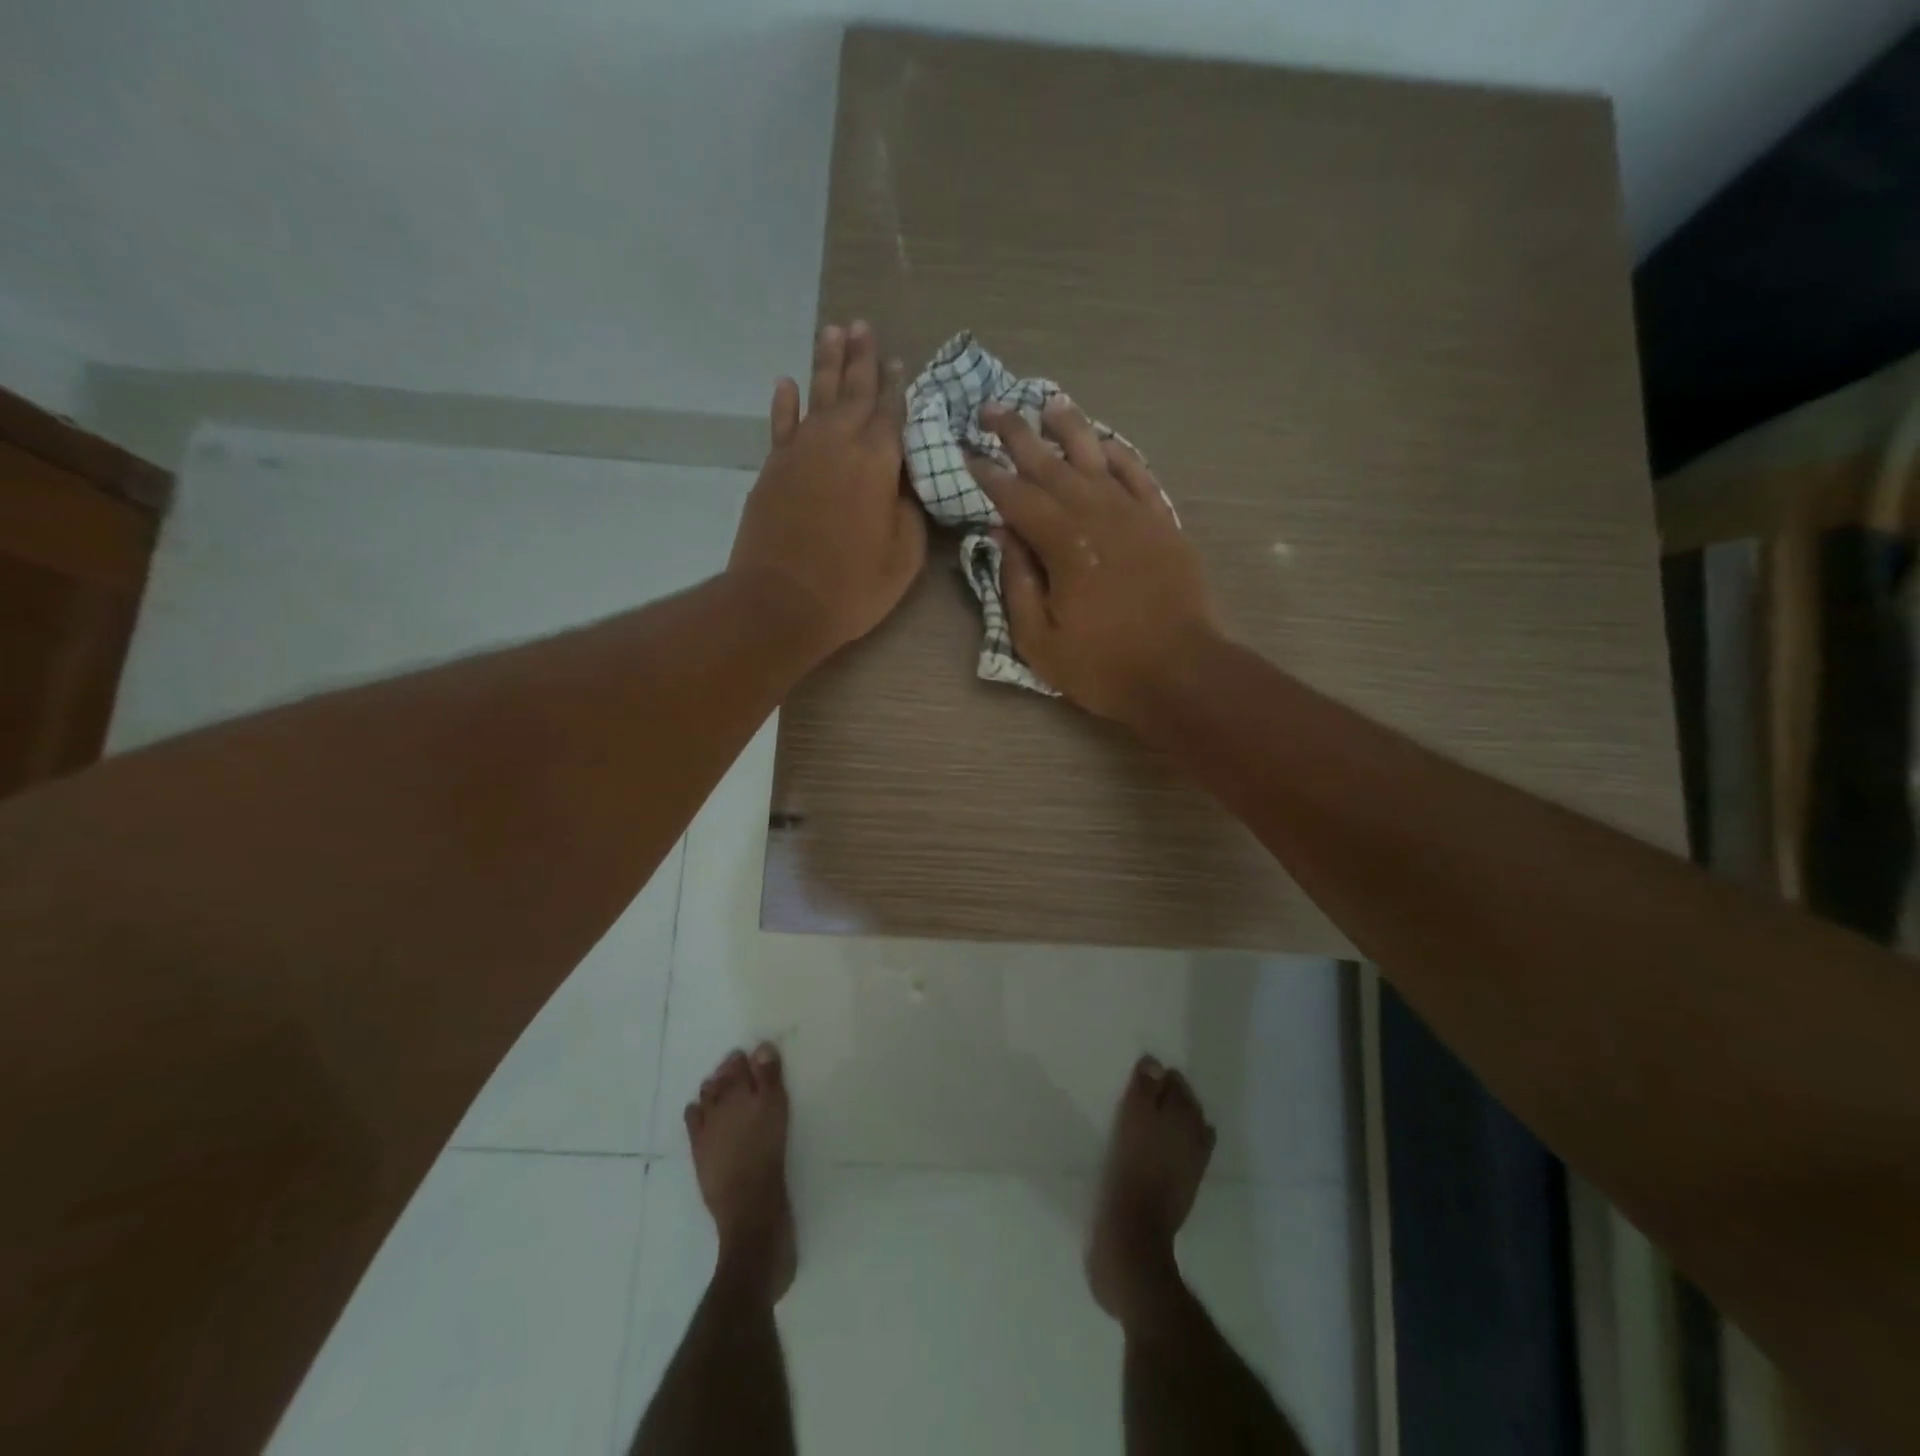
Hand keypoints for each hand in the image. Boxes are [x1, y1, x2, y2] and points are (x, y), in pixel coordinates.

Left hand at [728, 321, 926, 655]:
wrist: (781, 603)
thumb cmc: (852, 586)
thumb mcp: (904, 556)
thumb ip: (910, 511)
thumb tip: (904, 484)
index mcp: (877, 462)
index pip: (892, 414)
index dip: (898, 388)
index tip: (901, 362)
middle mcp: (838, 444)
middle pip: (854, 392)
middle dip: (862, 359)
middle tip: (865, 327)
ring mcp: (800, 453)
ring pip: (817, 396)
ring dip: (826, 364)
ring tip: (834, 331)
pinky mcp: (773, 469)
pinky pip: (781, 425)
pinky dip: (785, 402)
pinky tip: (787, 383)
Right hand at [968, 395, 1222, 724]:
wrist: (1181, 672)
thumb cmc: (1103, 665)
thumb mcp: (1039, 640)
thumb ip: (1016, 583)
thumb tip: (1001, 534)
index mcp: (1063, 544)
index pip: (1015, 497)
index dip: (986, 474)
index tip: (965, 453)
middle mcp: (1097, 514)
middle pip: (1051, 464)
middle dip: (1017, 435)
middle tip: (991, 409)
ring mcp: (1134, 514)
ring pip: (1097, 456)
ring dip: (1070, 427)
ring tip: (1048, 403)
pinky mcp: (1162, 522)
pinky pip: (1138, 474)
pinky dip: (1119, 454)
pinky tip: (1104, 441)